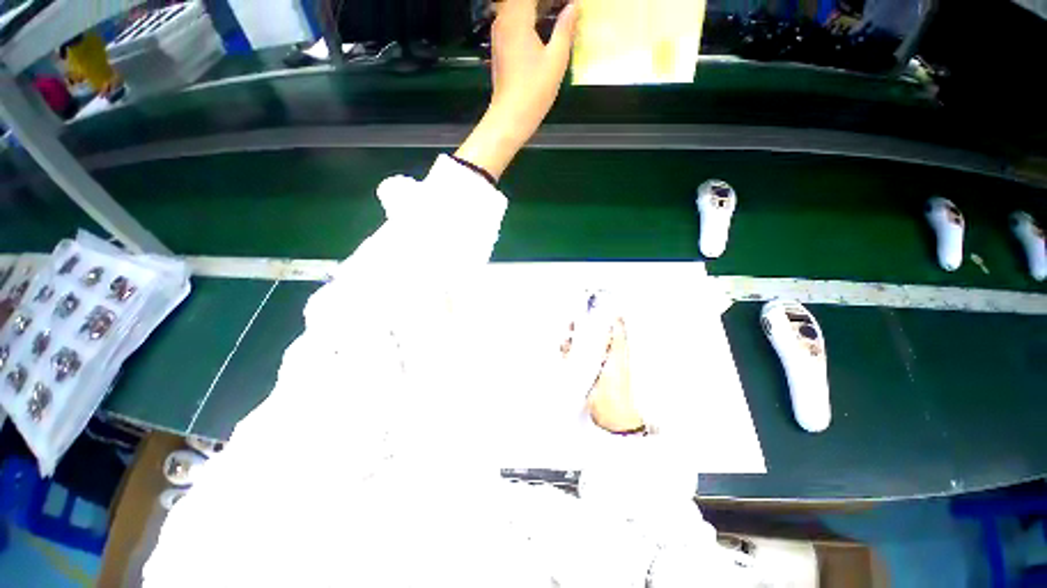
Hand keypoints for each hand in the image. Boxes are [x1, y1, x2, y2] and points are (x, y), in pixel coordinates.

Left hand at [455, 0, 579, 179]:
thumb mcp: (556, 60)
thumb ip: (565, 29)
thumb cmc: (534, 91)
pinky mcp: (499, 48)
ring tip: (553, 11)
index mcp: (517, 18)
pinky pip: (511, 20)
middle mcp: (503, 21)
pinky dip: (525, 16)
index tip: (565, 3)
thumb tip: (573, 7)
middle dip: (541, 2)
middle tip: (561, 7)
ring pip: (513, 7)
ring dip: (533, 6)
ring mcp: (499, 35)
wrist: (510, 117)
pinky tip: (539, 25)